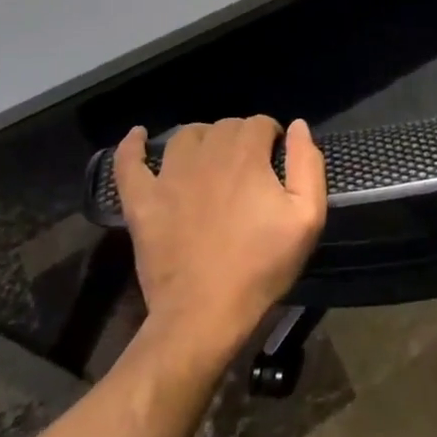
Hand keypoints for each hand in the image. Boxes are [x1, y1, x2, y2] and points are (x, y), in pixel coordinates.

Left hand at [112, 116, 326, 355]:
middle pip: (225, 126)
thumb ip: (308, 164)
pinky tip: (138, 136)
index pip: (260, 123)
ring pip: (186, 136)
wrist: (205, 313)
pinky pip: (129, 163)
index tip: (277, 161)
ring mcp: (168, 177)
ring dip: (203, 139)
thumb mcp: (307, 218)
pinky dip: (132, 146)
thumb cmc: (262, 266)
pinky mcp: (142, 201)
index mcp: (246, 156)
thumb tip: (297, 126)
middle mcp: (206, 156)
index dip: (272, 137)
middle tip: (250, 170)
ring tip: (212, 160)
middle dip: (242, 138)